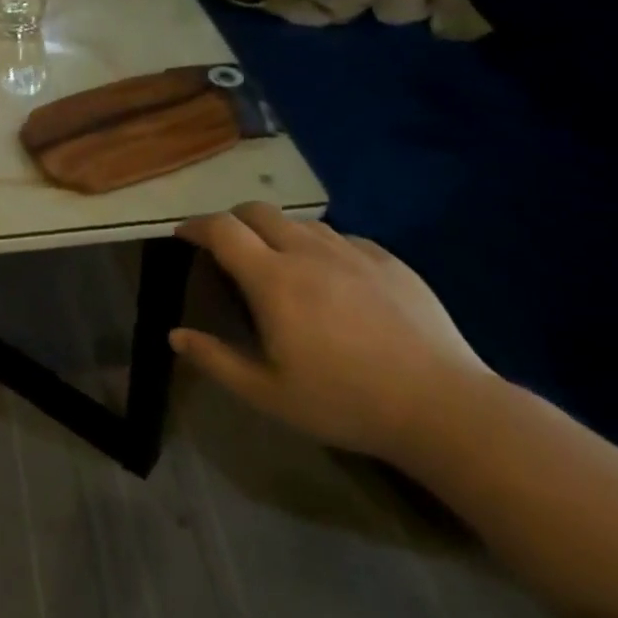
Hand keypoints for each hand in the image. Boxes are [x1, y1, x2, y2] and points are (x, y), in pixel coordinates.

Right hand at [172, 205, 491, 463]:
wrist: (442, 406)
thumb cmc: (344, 401)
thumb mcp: (268, 393)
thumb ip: (216, 359)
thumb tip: (175, 335)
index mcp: (273, 279)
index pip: (222, 230)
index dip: (196, 226)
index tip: (183, 235)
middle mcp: (308, 251)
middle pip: (258, 211)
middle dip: (232, 220)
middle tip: (226, 246)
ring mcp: (352, 251)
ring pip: (300, 222)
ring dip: (276, 231)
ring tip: (278, 261)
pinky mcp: (388, 259)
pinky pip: (341, 238)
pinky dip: (319, 246)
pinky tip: (330, 277)